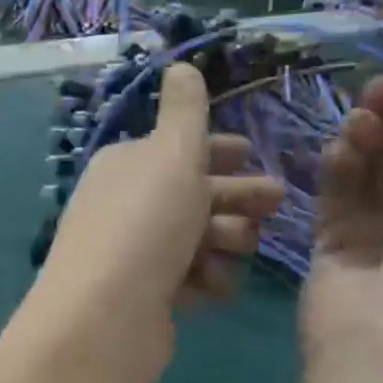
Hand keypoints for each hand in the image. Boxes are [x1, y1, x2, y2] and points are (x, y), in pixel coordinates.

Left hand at [34, 61, 284, 382]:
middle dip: (235, 196)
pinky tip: (213, 285)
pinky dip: (204, 280)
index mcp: (125, 166)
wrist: (105, 317)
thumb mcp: (172, 155)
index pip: (174, 151)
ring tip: (241, 246)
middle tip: (277, 202)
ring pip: (194, 238)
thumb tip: (180, 65)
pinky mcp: (144, 299)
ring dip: (224, 238)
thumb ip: (185, 112)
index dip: (215, 150)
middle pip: (191, 194)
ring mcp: (132, 255)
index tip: (252, 154)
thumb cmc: (146, 224)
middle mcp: (124, 207)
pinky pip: (187, 279)